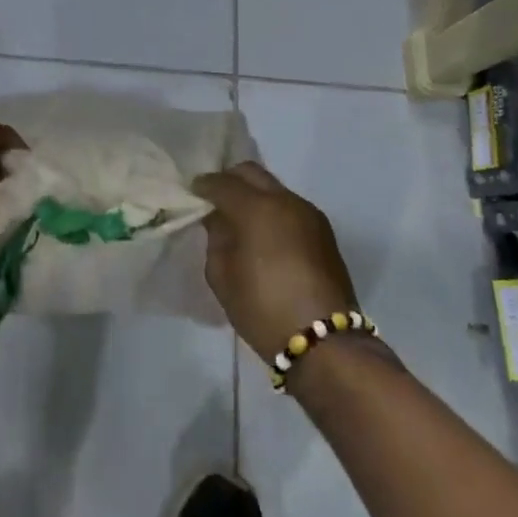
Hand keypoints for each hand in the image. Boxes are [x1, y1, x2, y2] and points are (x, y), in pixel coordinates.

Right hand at [192, 162, 360, 360]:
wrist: (324, 342)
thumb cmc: (263, 308)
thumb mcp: (222, 276)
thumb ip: (216, 238)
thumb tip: (219, 220)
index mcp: (256, 208)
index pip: (222, 183)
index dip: (204, 185)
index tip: (193, 193)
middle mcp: (285, 201)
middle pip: (251, 173)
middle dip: (230, 180)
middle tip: (215, 199)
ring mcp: (309, 213)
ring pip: (273, 188)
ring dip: (254, 196)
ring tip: (241, 220)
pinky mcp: (324, 231)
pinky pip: (290, 207)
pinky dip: (273, 211)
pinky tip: (265, 235)